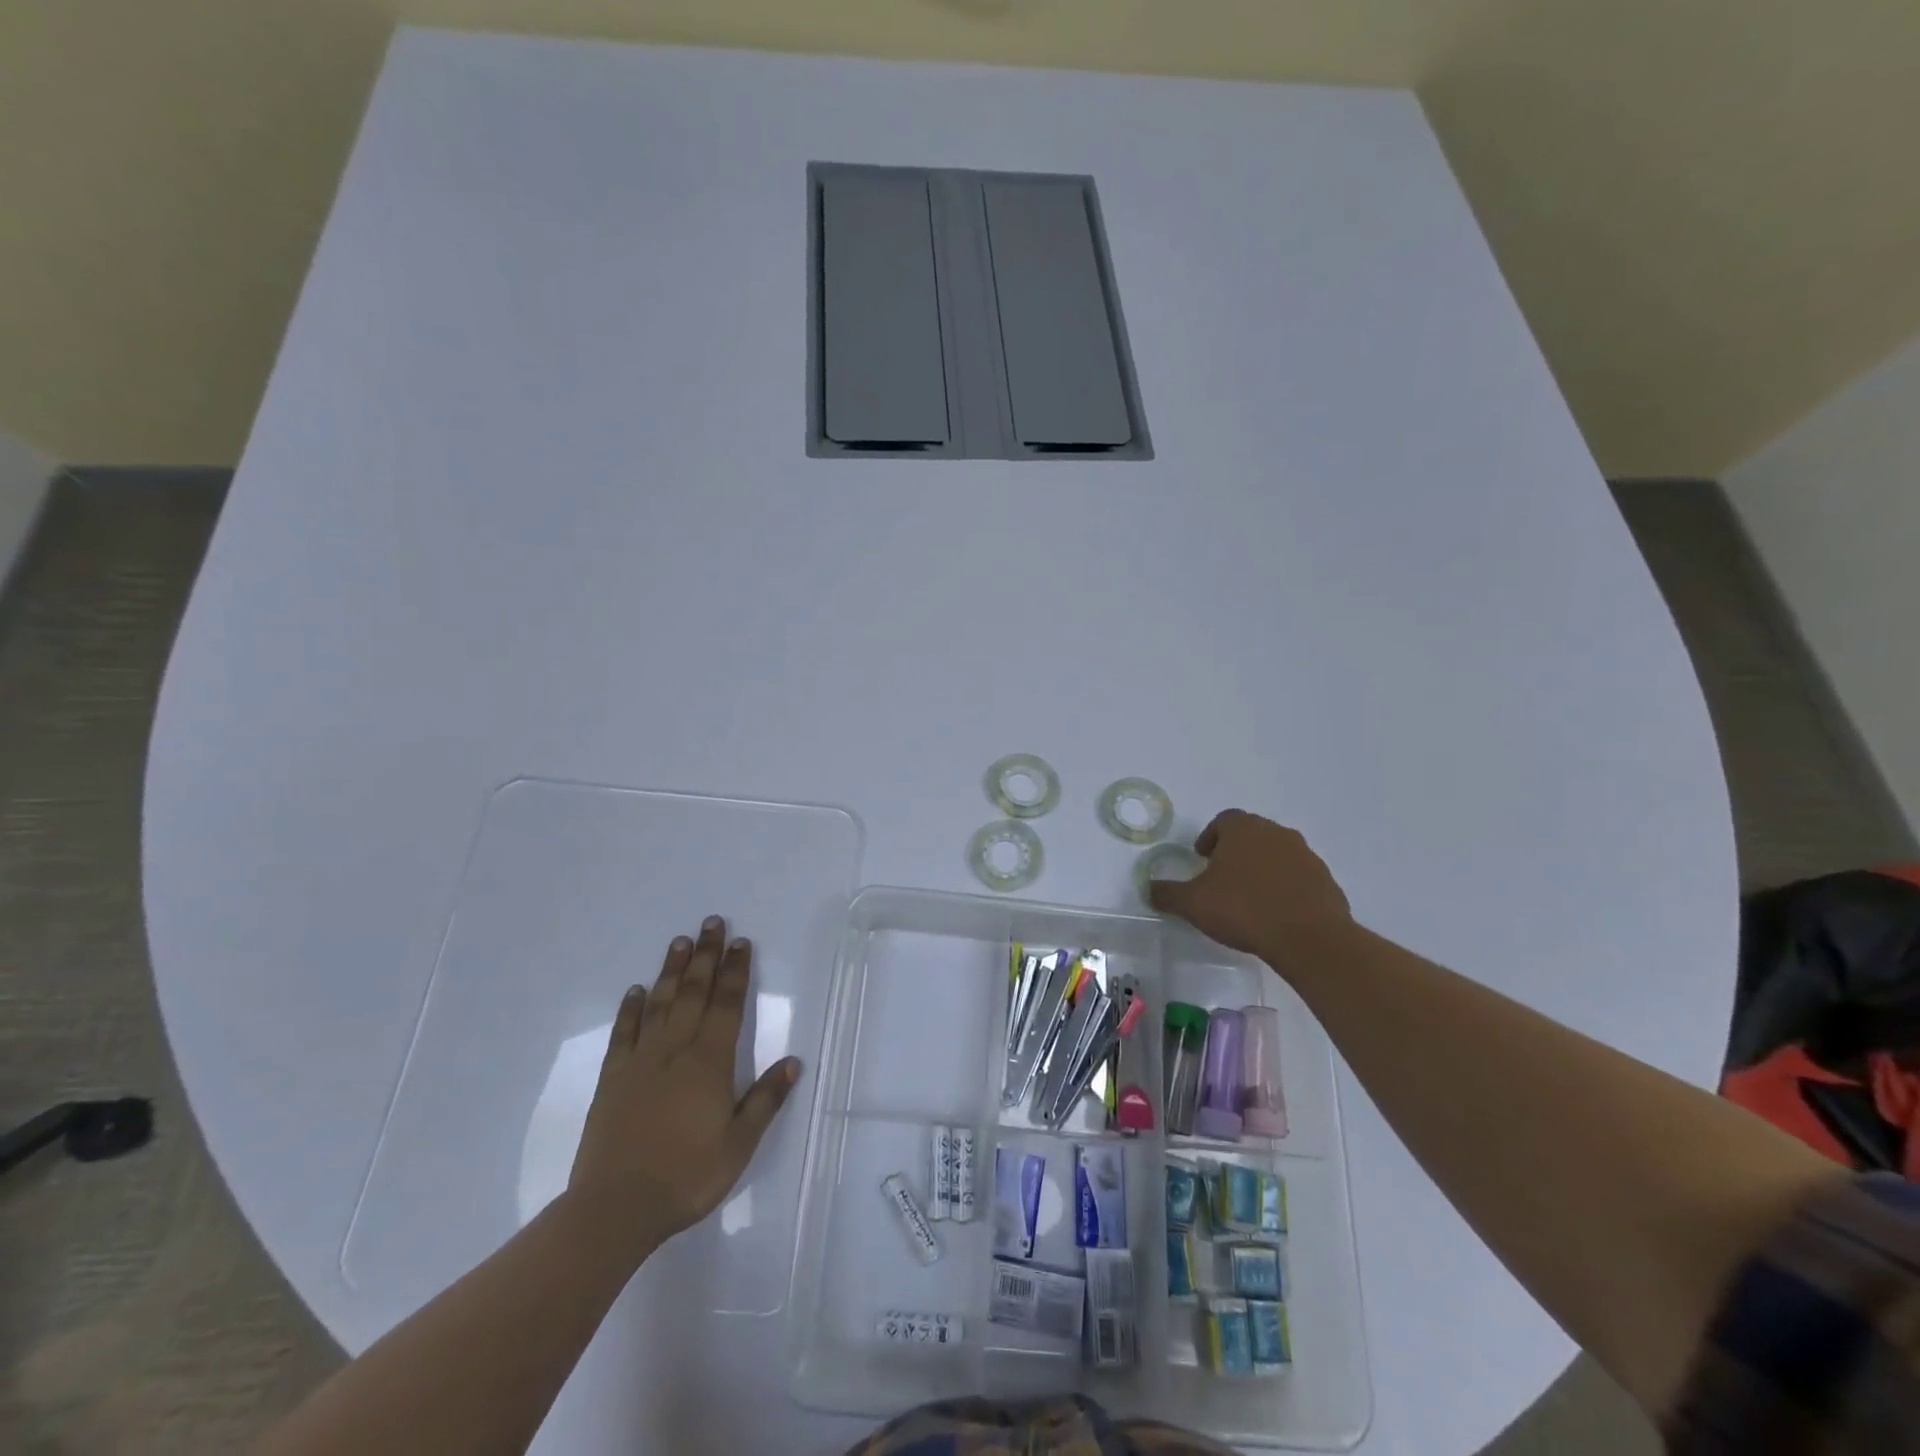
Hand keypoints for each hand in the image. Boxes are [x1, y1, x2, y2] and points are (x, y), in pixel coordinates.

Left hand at [567, 916, 801, 1258]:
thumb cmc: (687, 1176)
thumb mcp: (739, 1144)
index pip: (727, 1005)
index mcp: (710, 1062)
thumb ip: (766, 1100)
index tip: (740, 942)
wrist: (615, 1209)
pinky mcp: (612, 1080)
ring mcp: (640, 1062)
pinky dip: (631, 1009)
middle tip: (711, 922)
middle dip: (706, 956)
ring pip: (660, 1004)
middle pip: (694, 993)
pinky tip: (636, 991)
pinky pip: (623, 1034)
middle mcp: (676, 1051)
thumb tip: (793, 1061)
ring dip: (672, 971)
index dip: (735, 971)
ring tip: (680, 941)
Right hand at [1148, 810, 1352, 960]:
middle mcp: (1276, 833)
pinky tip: (1276, 913)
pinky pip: (1299, 878)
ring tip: (1250, 898)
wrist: (1309, 938)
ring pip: (1277, 855)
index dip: (1210, 837)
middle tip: (1222, 877)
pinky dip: (1286, 888)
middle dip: (1236, 852)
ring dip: (1263, 869)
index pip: (1223, 820)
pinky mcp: (1326, 881)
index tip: (1203, 859)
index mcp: (1244, 829)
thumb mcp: (1193, 903)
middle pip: (1252, 834)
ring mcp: (1306, 856)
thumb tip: (1148, 889)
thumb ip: (1167, 893)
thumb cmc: (1243, 909)